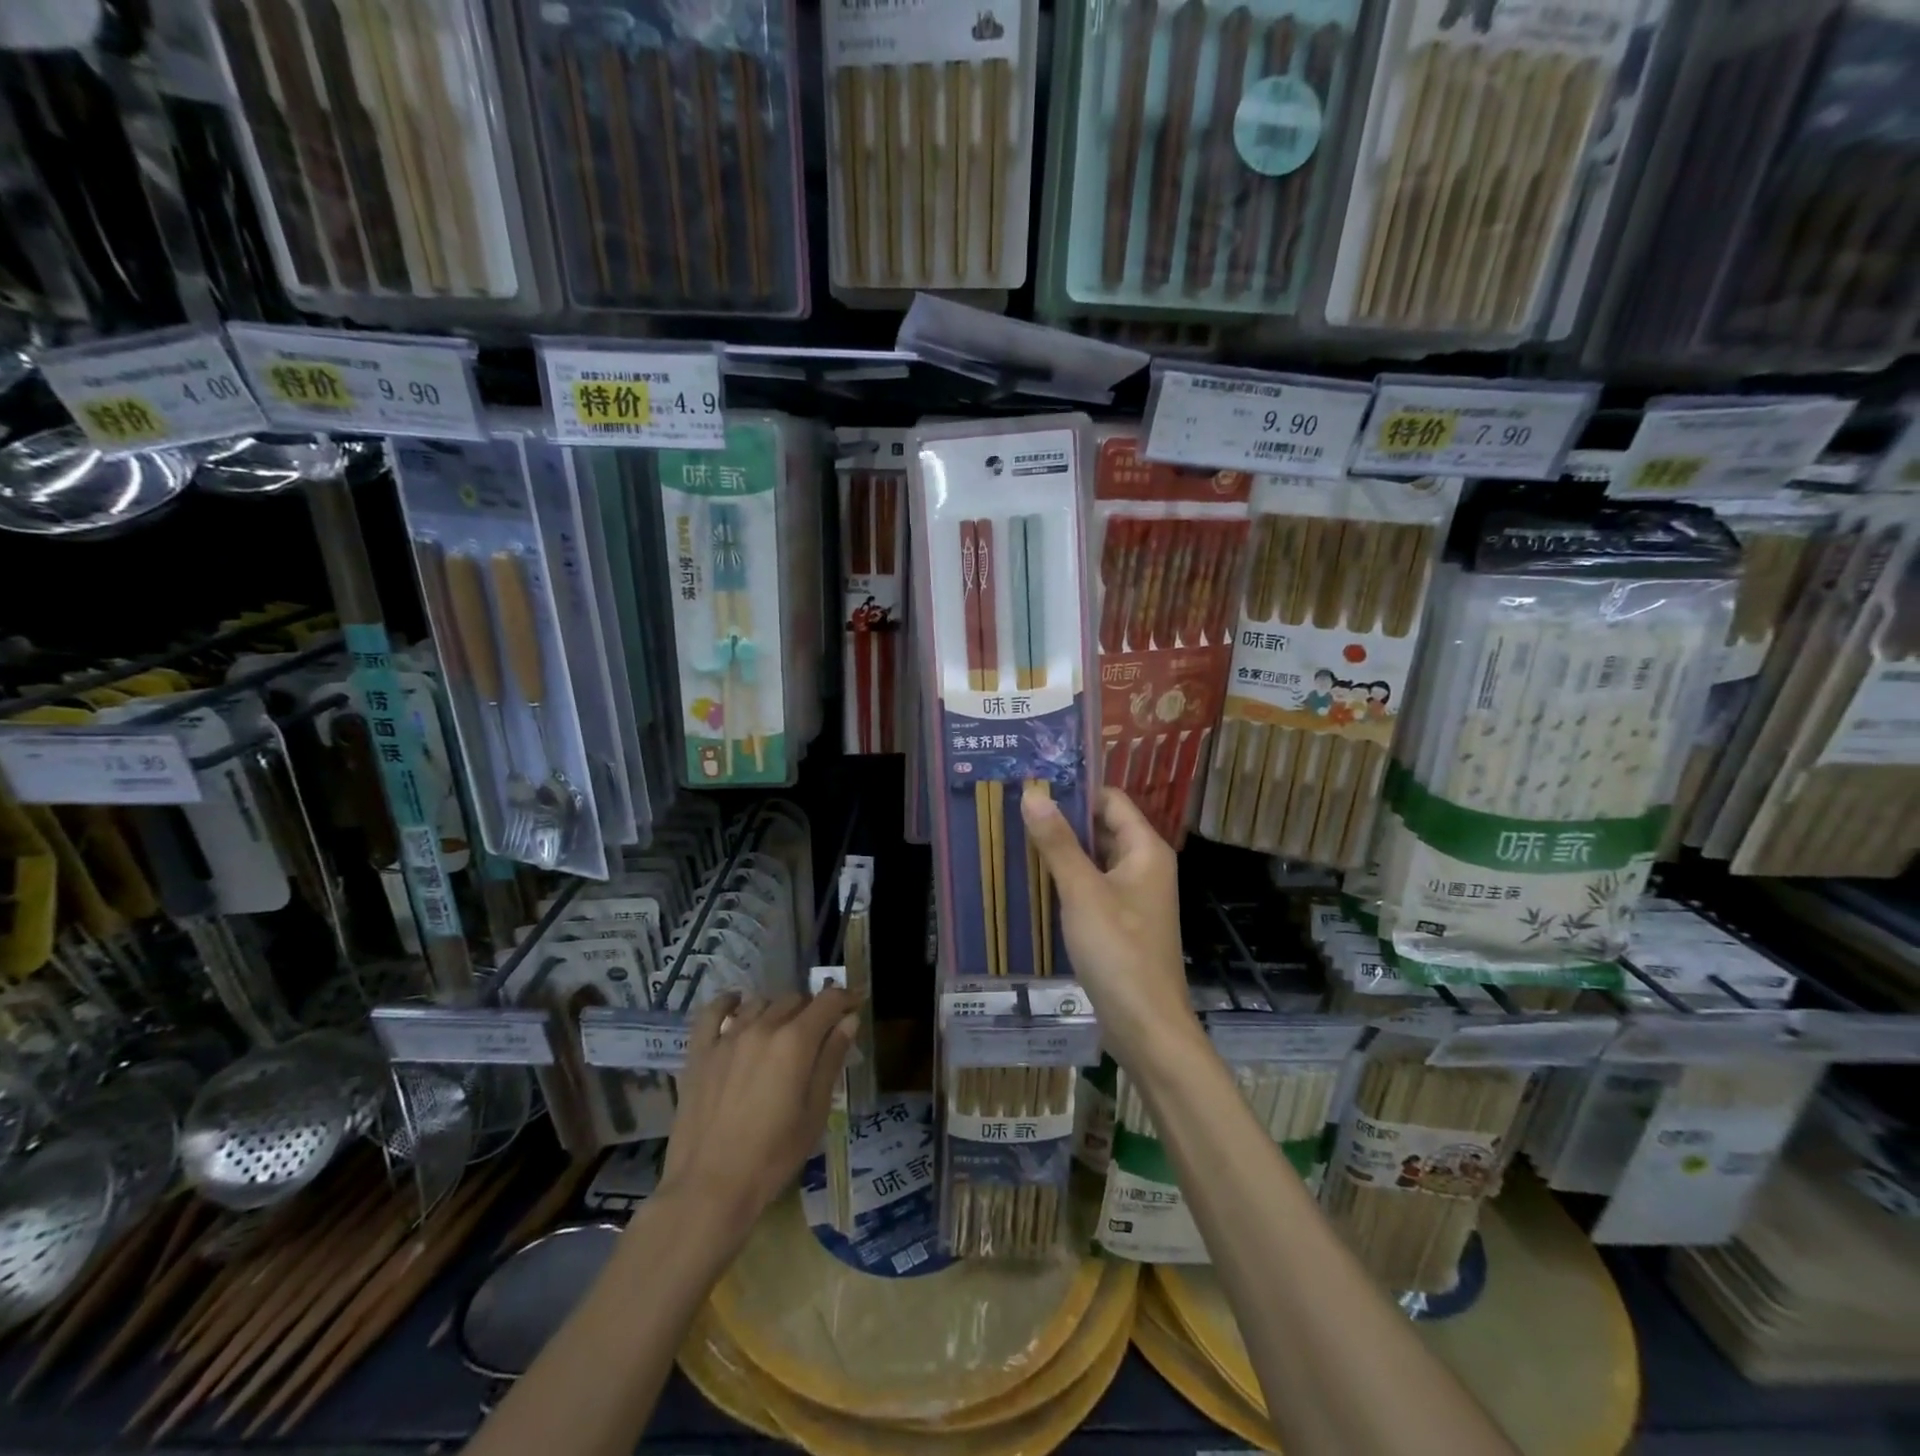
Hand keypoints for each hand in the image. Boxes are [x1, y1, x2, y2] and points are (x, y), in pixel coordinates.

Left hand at [657, 989, 858, 1246]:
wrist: (710, 1187)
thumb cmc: (773, 1156)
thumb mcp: (815, 1112)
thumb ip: (831, 1059)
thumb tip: (850, 1020)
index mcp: (795, 1042)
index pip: (828, 1001)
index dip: (846, 998)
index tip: (855, 1004)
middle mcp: (763, 1027)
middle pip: (795, 999)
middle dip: (813, 1009)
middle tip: (819, 1033)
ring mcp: (728, 1037)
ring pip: (760, 1003)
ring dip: (778, 1010)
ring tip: (782, 1032)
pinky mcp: (700, 1051)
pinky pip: (713, 1012)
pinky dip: (728, 1002)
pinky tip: (737, 1004)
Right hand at [1021, 784, 1200, 1069]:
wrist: (1146, 1026)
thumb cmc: (1119, 951)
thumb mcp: (1082, 892)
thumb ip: (1057, 842)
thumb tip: (1033, 794)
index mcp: (1145, 850)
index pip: (1110, 800)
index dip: (1075, 791)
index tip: (1032, 787)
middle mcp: (1144, 866)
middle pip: (1102, 828)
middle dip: (1062, 821)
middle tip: (1014, 812)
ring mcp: (1133, 896)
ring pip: (1094, 860)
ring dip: (1061, 852)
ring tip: (1015, 840)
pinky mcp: (1121, 922)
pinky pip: (1092, 888)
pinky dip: (1066, 881)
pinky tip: (1033, 882)